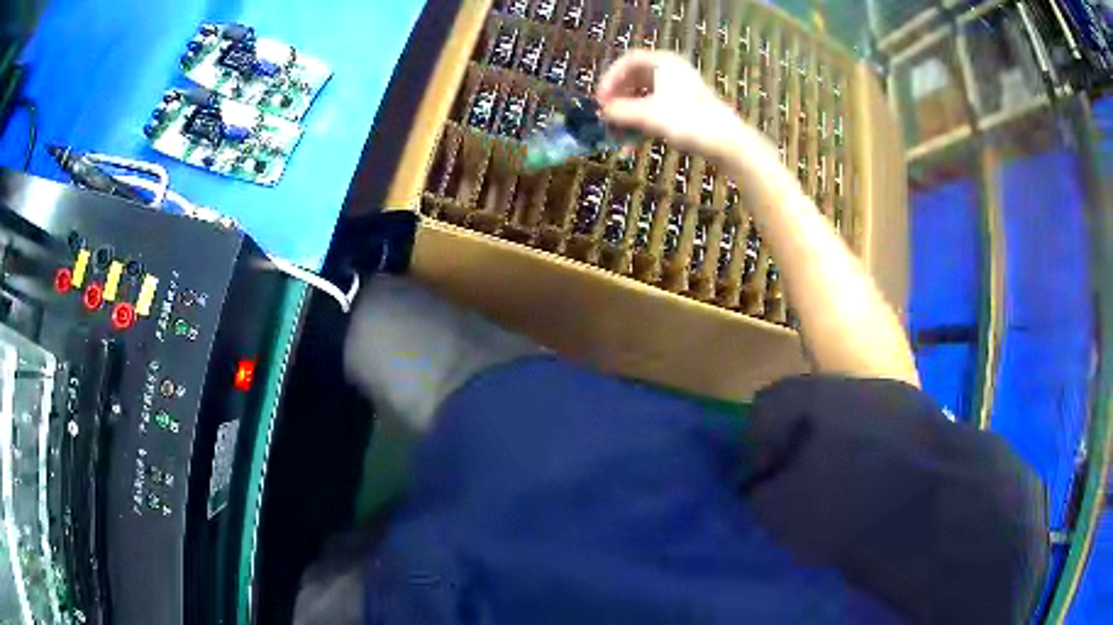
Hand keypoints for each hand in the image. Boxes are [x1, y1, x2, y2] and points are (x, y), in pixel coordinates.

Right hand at [596, 50, 769, 164]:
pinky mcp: (687, 107)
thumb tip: (603, 112)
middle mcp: (672, 70)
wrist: (726, 142)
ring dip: (629, 112)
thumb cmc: (687, 121)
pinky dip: (644, 120)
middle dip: (619, 97)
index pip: (628, 61)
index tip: (600, 99)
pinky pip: (657, 107)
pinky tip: (635, 140)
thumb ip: (620, 111)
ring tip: (618, 131)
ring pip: (646, 95)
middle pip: (636, 78)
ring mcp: (681, 88)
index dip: (610, 79)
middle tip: (607, 113)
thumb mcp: (647, 115)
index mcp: (664, 62)